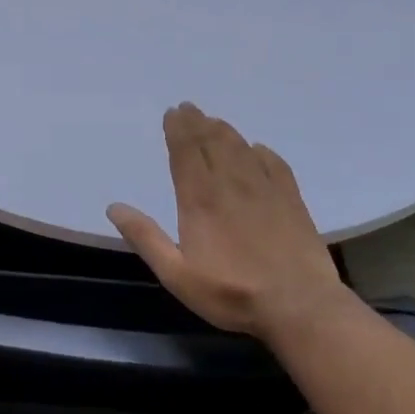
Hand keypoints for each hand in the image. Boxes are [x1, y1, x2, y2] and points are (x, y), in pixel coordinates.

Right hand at [107, 103, 347, 339]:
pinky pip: (274, 163)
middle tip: (188, 107)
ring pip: (240, 147)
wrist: (300, 305)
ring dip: (224, 130)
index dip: (177, 129)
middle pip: (211, 142)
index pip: (185, 152)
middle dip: (197, 122)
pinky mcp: (291, 200)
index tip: (172, 112)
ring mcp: (265, 189)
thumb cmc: (231, 292)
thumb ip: (146, 238)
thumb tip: (114, 207)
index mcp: (200, 198)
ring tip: (213, 122)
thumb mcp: (177, 274)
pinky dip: (261, 151)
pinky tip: (257, 149)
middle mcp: (231, 184)